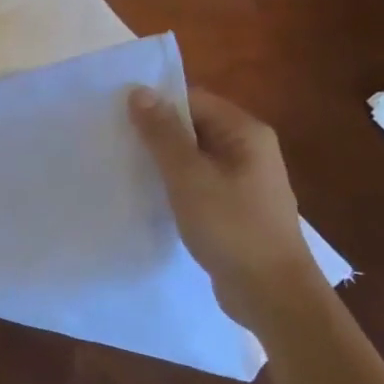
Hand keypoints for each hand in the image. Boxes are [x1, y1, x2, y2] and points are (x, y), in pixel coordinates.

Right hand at [128, 86, 324, 326]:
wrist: (271, 292)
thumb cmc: (232, 227)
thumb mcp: (189, 176)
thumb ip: (163, 134)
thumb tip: (139, 91)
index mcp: (245, 132)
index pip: (194, 100)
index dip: (156, 103)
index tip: (116, 115)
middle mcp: (249, 149)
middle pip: (194, 126)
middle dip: (156, 132)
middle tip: (112, 140)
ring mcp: (244, 180)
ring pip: (194, 157)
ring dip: (163, 161)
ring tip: (123, 166)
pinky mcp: (234, 208)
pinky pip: (198, 183)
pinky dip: (174, 185)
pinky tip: (148, 196)